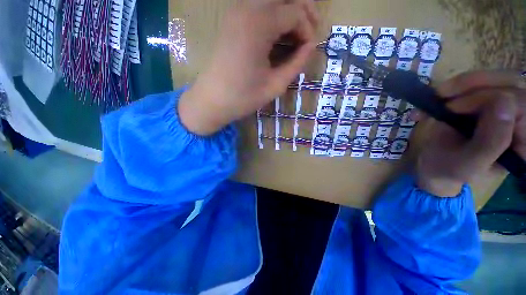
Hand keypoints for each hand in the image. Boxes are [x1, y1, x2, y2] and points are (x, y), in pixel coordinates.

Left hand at [179, 0, 318, 134]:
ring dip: (288, 13)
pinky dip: (274, 17)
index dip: (307, 30)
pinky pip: (259, 8)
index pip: (295, 12)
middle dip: (303, 11)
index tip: (309, 50)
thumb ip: (297, 63)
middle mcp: (247, 8)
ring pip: (272, 0)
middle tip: (310, 33)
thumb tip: (310, 46)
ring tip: (296, 35)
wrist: (212, 100)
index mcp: (259, 24)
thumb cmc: (243, 97)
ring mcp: (236, 11)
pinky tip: (277, 36)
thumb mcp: (275, 85)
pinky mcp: (231, 20)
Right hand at [415, 71, 525, 196]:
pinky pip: (481, 82)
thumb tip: (504, 102)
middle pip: (512, 84)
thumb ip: (491, 142)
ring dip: (464, 83)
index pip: (522, 105)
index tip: (452, 109)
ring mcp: (506, 108)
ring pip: (497, 78)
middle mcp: (521, 121)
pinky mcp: (489, 101)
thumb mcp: (468, 164)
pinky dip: (457, 86)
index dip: (488, 99)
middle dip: (476, 84)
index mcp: (524, 142)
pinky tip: (438, 96)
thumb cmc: (449, 170)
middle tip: (443, 93)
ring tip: (437, 95)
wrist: (436, 165)